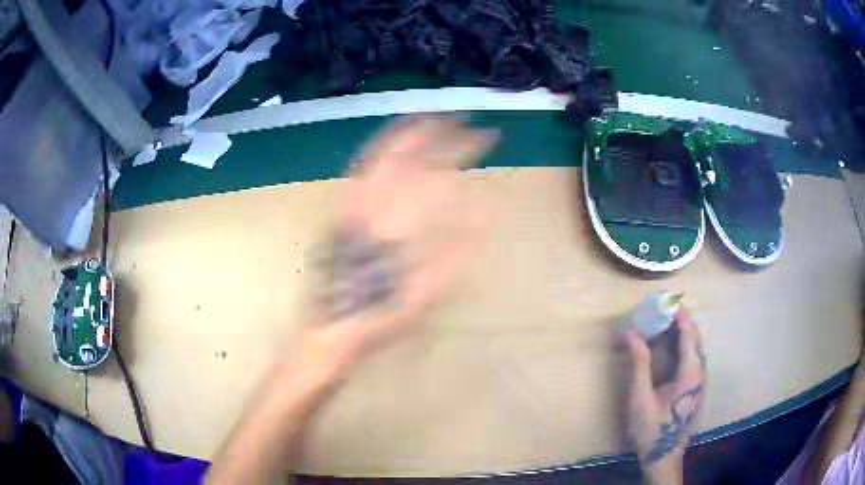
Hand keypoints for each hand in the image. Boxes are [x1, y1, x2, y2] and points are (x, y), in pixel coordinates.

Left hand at [299, 115, 499, 380]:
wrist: (330, 328)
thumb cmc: (380, 319)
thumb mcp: (424, 295)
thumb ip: (454, 254)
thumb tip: (485, 216)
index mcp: (398, 228)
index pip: (437, 176)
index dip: (462, 151)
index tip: (485, 138)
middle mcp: (372, 207)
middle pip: (408, 158)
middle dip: (438, 134)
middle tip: (463, 121)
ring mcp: (350, 206)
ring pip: (379, 157)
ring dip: (407, 133)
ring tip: (429, 118)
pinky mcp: (338, 212)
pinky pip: (358, 171)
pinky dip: (377, 150)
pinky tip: (389, 143)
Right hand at [622, 309, 705, 484]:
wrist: (663, 456)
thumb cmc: (651, 429)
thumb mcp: (641, 398)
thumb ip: (638, 363)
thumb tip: (630, 333)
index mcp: (690, 372)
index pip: (689, 333)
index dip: (679, 314)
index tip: (665, 299)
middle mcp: (700, 371)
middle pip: (695, 336)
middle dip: (680, 319)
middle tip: (660, 310)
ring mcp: (699, 379)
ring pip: (695, 346)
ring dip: (681, 331)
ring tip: (662, 323)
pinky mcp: (695, 386)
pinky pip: (692, 357)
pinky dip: (681, 345)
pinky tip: (667, 348)